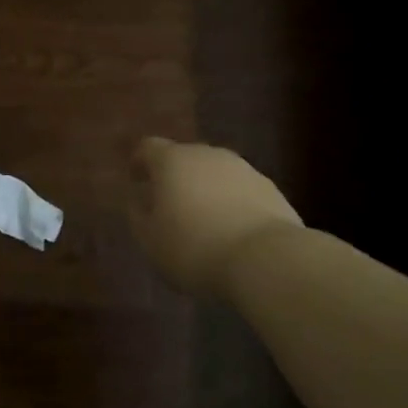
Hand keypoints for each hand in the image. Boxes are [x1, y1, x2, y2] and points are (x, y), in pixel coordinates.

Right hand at [129, 137, 302, 292]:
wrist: (267, 260)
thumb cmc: (195, 248)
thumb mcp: (151, 241)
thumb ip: (138, 216)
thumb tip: (138, 201)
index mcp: (172, 161)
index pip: (148, 147)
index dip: (140, 162)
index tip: (136, 180)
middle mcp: (207, 155)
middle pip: (184, 158)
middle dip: (176, 178)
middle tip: (171, 207)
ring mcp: (243, 169)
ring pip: (216, 174)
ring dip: (207, 191)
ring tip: (204, 223)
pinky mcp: (271, 189)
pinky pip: (241, 191)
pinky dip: (233, 204)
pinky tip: (233, 232)